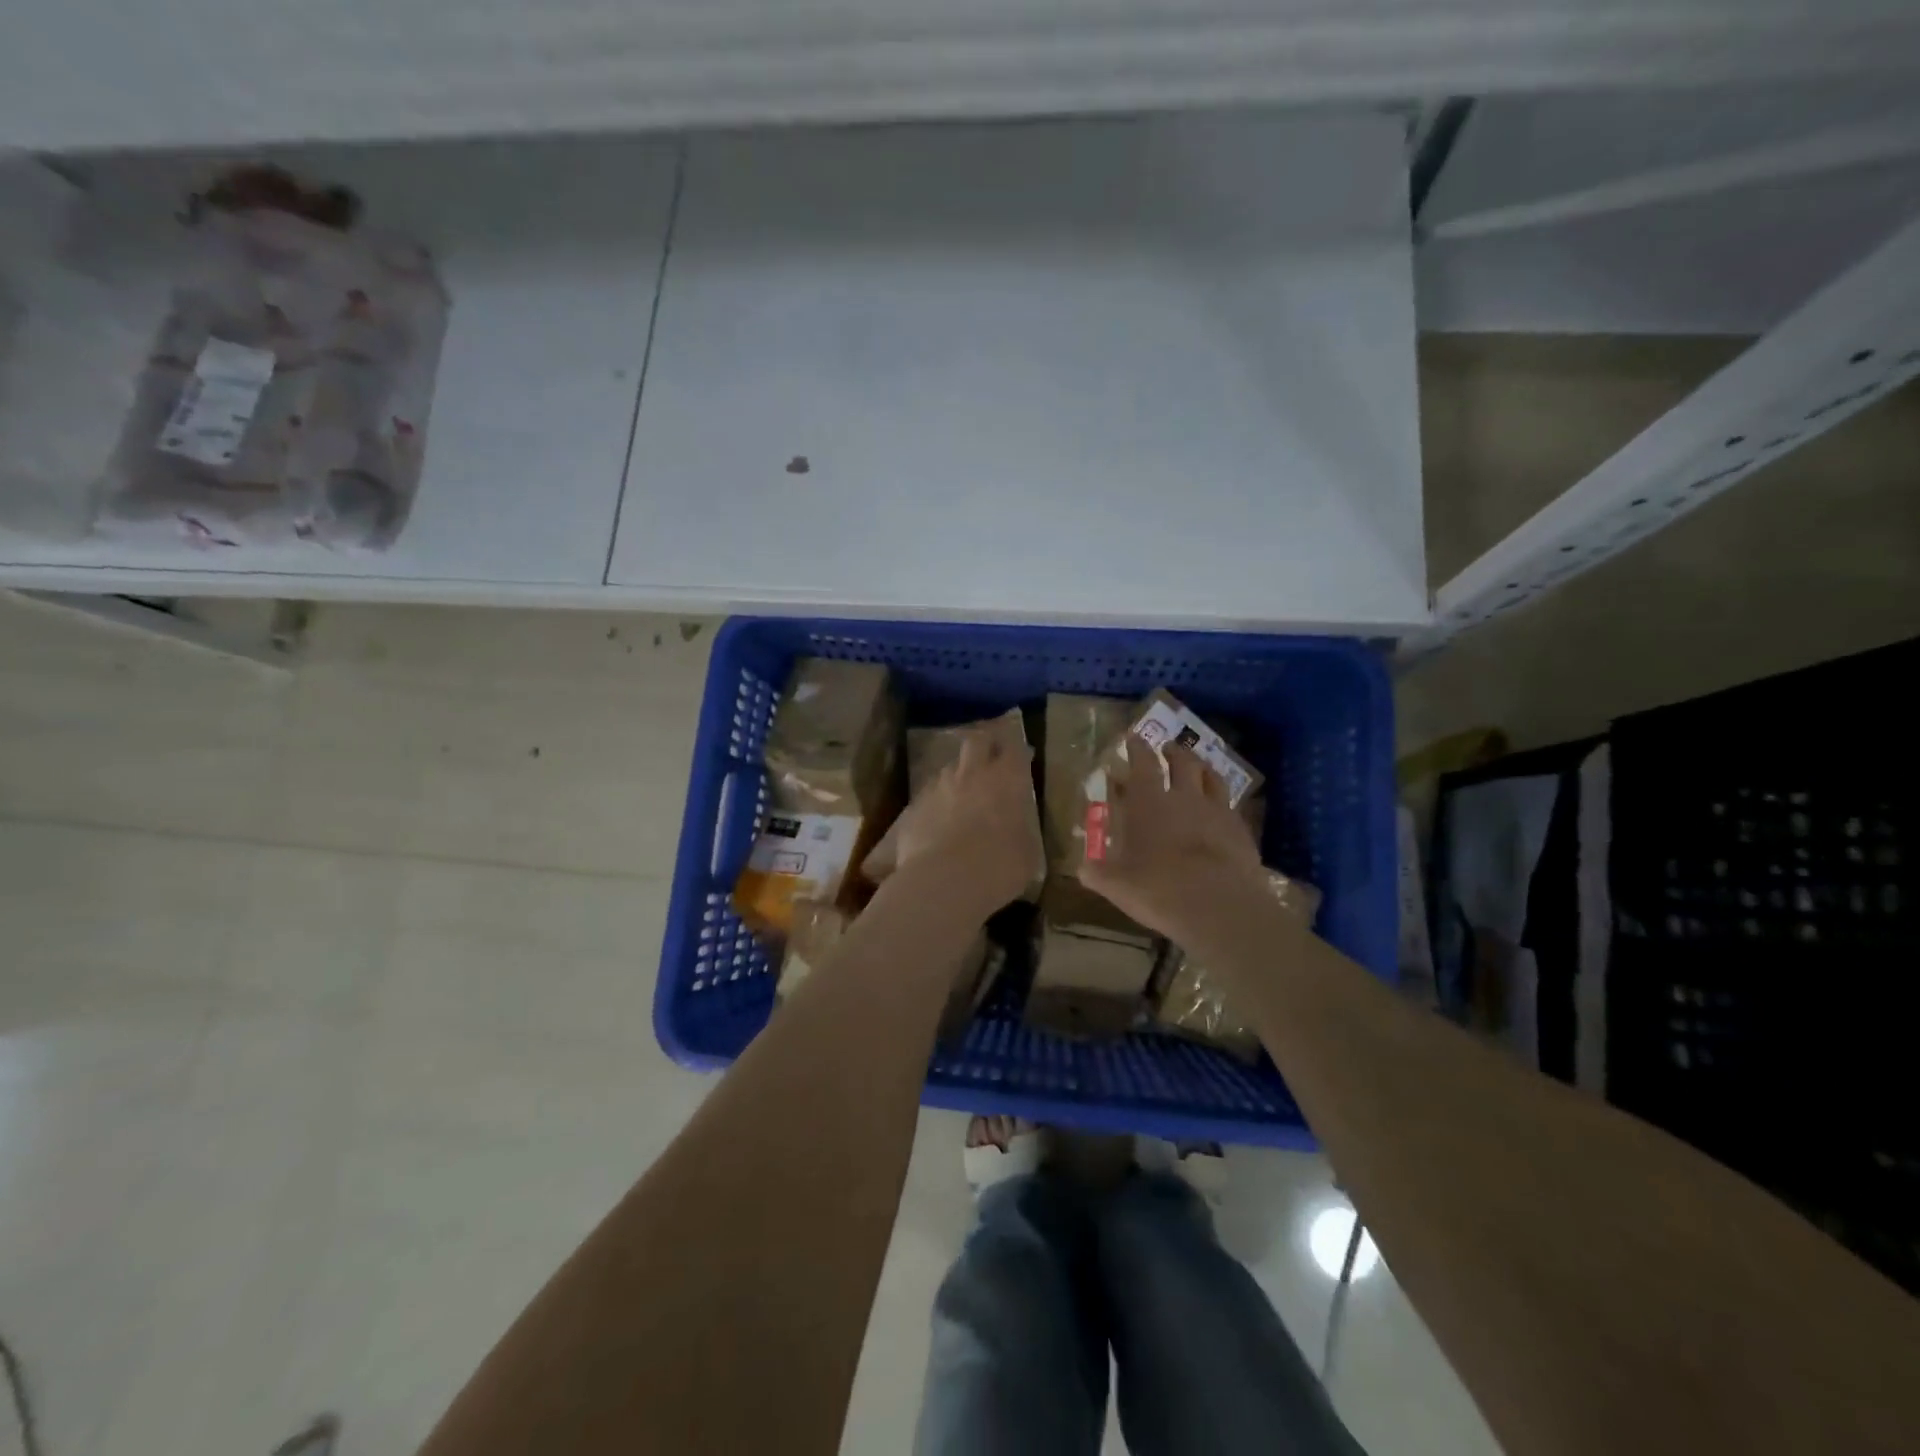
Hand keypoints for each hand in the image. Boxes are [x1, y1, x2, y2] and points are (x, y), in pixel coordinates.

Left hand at [884, 732, 1042, 916]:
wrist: (944, 882)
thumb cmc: (999, 867)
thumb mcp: (1026, 852)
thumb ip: (1020, 830)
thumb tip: (1014, 829)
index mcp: (1006, 780)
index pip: (1013, 748)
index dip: (1016, 750)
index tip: (1021, 757)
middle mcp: (971, 774)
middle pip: (976, 742)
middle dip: (984, 745)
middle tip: (990, 758)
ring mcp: (938, 787)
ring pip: (949, 768)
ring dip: (958, 776)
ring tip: (962, 796)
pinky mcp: (914, 807)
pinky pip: (928, 796)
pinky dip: (936, 804)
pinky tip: (939, 825)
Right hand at [1078, 735, 1265, 939]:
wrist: (1219, 906)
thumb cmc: (1158, 889)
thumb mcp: (1117, 885)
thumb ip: (1098, 873)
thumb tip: (1082, 868)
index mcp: (1148, 803)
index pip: (1142, 763)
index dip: (1136, 747)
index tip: (1133, 737)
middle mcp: (1184, 797)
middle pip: (1182, 762)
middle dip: (1173, 751)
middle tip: (1168, 748)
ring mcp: (1216, 811)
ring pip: (1212, 777)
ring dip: (1202, 767)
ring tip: (1199, 767)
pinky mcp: (1241, 830)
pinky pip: (1231, 805)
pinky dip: (1222, 800)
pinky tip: (1221, 808)